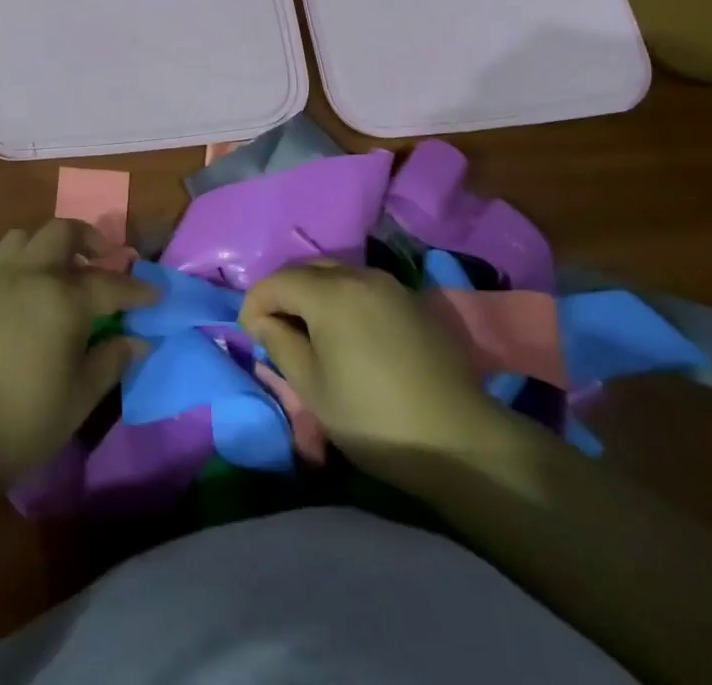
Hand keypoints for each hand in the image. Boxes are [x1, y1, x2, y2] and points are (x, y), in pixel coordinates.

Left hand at [0, 220, 154, 490]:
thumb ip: (112, 360)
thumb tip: (139, 340)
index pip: (110, 284)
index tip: (156, 295)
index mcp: (63, 299)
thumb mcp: (81, 396)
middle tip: (103, 259)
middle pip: (63, 232)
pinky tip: (16, 291)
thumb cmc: (26, 419)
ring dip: (46, 246)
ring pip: (23, 238)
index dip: (138, 290)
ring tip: (57, 270)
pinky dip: (10, 268)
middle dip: (89, 239)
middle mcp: (30, 275)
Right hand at [240, 262, 515, 477]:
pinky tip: (350, 335)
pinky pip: (365, 288)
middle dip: (284, 293)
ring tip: (312, 333)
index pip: (276, 281)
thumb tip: (265, 321)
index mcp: (330, 292)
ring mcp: (390, 285)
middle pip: (307, 270)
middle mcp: (359, 275)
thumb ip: (280, 343)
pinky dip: (345, 301)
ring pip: (338, 275)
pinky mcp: (413, 302)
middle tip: (278, 330)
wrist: (459, 441)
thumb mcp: (312, 387)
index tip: (251, 334)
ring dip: (316, 294)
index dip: (255, 304)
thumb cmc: (373, 417)